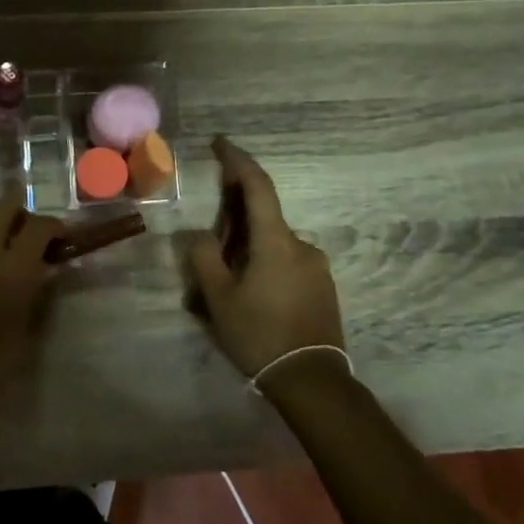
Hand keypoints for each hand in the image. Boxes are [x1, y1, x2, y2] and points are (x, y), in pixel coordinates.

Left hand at [0, 183, 61, 420]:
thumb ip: (35, 291)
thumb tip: (45, 268)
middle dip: (22, 213)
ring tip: (5, 249)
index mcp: (13, 269)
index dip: (54, 228)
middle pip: (4, 207)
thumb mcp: (22, 330)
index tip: (61, 239)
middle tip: (31, 236)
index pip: (39, 227)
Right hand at [183, 137, 345, 382]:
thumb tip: (200, 235)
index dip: (237, 161)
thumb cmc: (260, 335)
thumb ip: (204, 258)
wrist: (311, 380)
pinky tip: (252, 295)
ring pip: (274, 243)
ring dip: (249, 247)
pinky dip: (265, 264)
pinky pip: (287, 262)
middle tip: (209, 241)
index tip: (220, 143)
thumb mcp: (219, 298)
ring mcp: (317, 266)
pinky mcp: (323, 287)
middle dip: (235, 218)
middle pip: (263, 217)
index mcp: (276, 241)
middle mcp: (302, 244)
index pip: (257, 186)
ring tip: (226, 282)